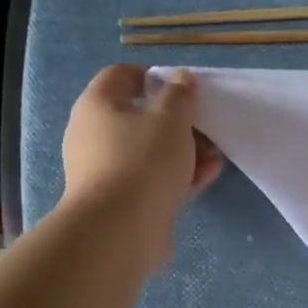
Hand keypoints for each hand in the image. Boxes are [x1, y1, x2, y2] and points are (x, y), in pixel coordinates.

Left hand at [61, 65, 223, 268]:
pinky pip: (151, 180)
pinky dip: (176, 176)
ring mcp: (106, 172)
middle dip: (177, 121)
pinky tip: (206, 177)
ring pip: (149, 152)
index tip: (182, 88)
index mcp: (97, 106)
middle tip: (205, 126)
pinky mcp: (120, 202)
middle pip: (139, 117)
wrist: (119, 232)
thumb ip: (180, 95)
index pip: (120, 76)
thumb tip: (180, 78)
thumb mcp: (170, 118)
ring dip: (182, 151)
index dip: (152, 76)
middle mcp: (94, 136)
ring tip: (214, 156)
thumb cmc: (142, 161)